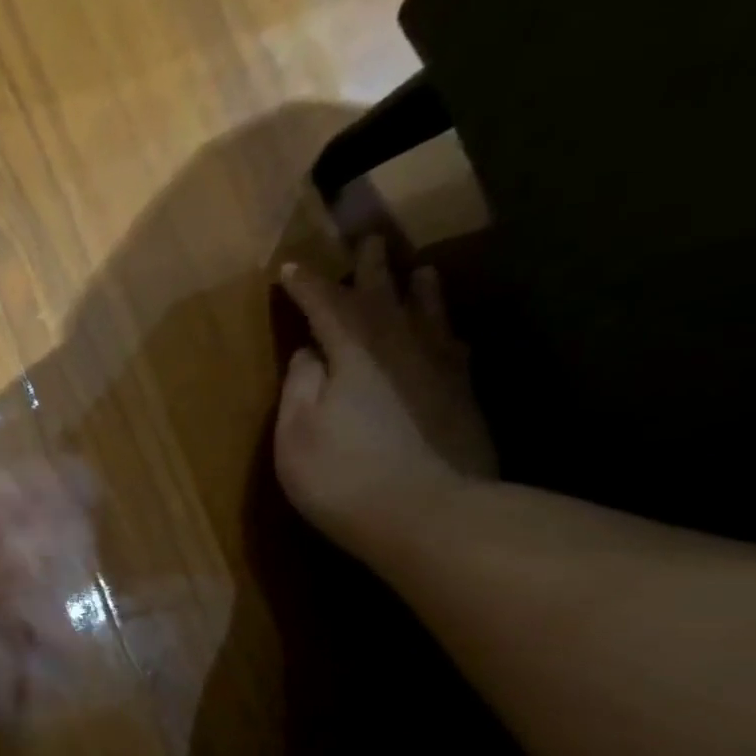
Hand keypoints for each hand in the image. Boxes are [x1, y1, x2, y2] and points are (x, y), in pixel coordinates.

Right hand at [275, 238, 497, 562]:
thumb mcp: (296, 434)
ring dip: (419, 290)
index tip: (291, 267)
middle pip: (384, 298)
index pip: (327, 306)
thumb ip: (300, 386)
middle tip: (368, 241)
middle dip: (370, 270)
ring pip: (430, 315)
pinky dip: (445, 331)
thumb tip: (309, 352)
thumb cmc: (343, 475)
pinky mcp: (464, 397)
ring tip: (420, 270)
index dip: (308, 286)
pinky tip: (448, 333)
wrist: (430, 514)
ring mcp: (441, 370)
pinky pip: (454, 347)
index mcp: (355, 353)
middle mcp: (403, 347)